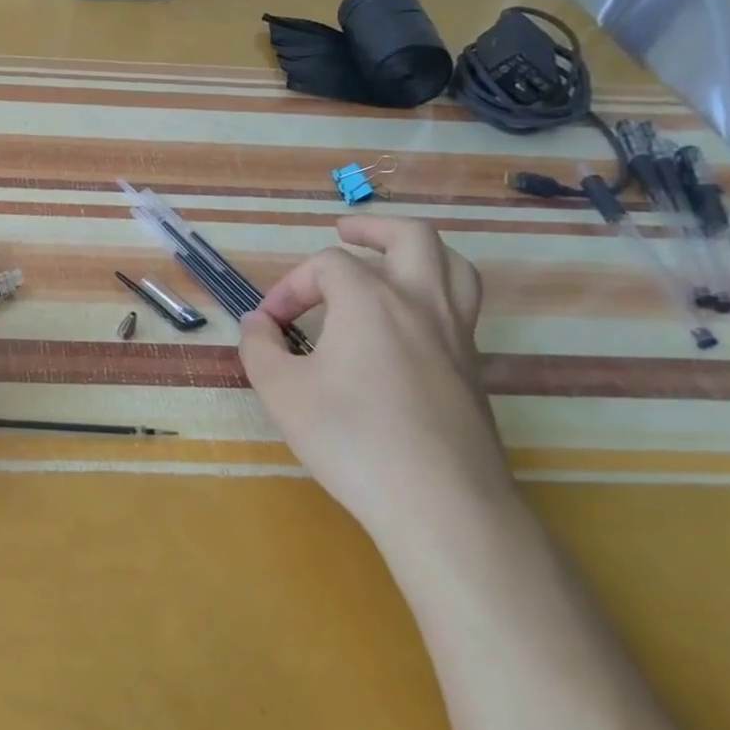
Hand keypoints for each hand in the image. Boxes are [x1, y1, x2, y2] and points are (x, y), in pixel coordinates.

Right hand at [238, 215, 511, 541]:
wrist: (440, 502)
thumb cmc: (350, 438)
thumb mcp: (281, 391)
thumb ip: (259, 347)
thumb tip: (257, 324)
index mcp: (371, 300)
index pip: (326, 265)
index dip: (289, 286)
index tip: (267, 325)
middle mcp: (421, 304)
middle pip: (410, 237)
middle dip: (371, 227)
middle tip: (343, 230)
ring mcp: (456, 336)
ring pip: (453, 266)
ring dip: (417, 252)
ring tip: (389, 259)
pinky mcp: (473, 370)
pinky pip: (461, 306)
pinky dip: (434, 292)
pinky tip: (406, 323)